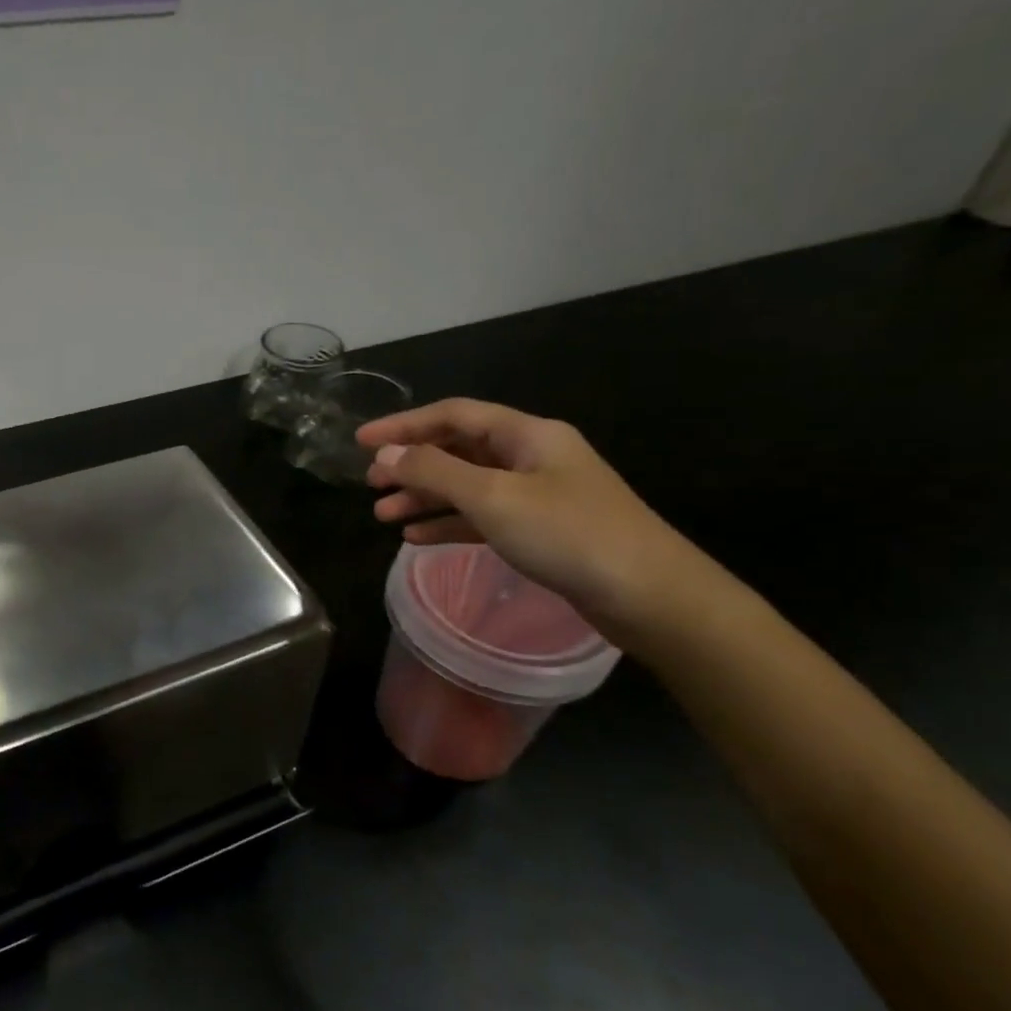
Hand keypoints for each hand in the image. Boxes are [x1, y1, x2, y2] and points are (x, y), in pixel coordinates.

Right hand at [357, 398, 706, 641]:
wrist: (649, 595)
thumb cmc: (569, 535)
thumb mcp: (493, 497)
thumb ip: (435, 472)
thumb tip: (387, 454)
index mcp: (527, 435)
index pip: (453, 415)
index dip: (403, 424)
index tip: (361, 440)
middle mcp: (531, 457)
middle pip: (458, 449)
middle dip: (411, 463)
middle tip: (370, 482)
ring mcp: (537, 495)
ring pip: (466, 486)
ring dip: (423, 497)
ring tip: (382, 516)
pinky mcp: (540, 531)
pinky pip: (481, 517)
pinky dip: (447, 524)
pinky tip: (416, 538)